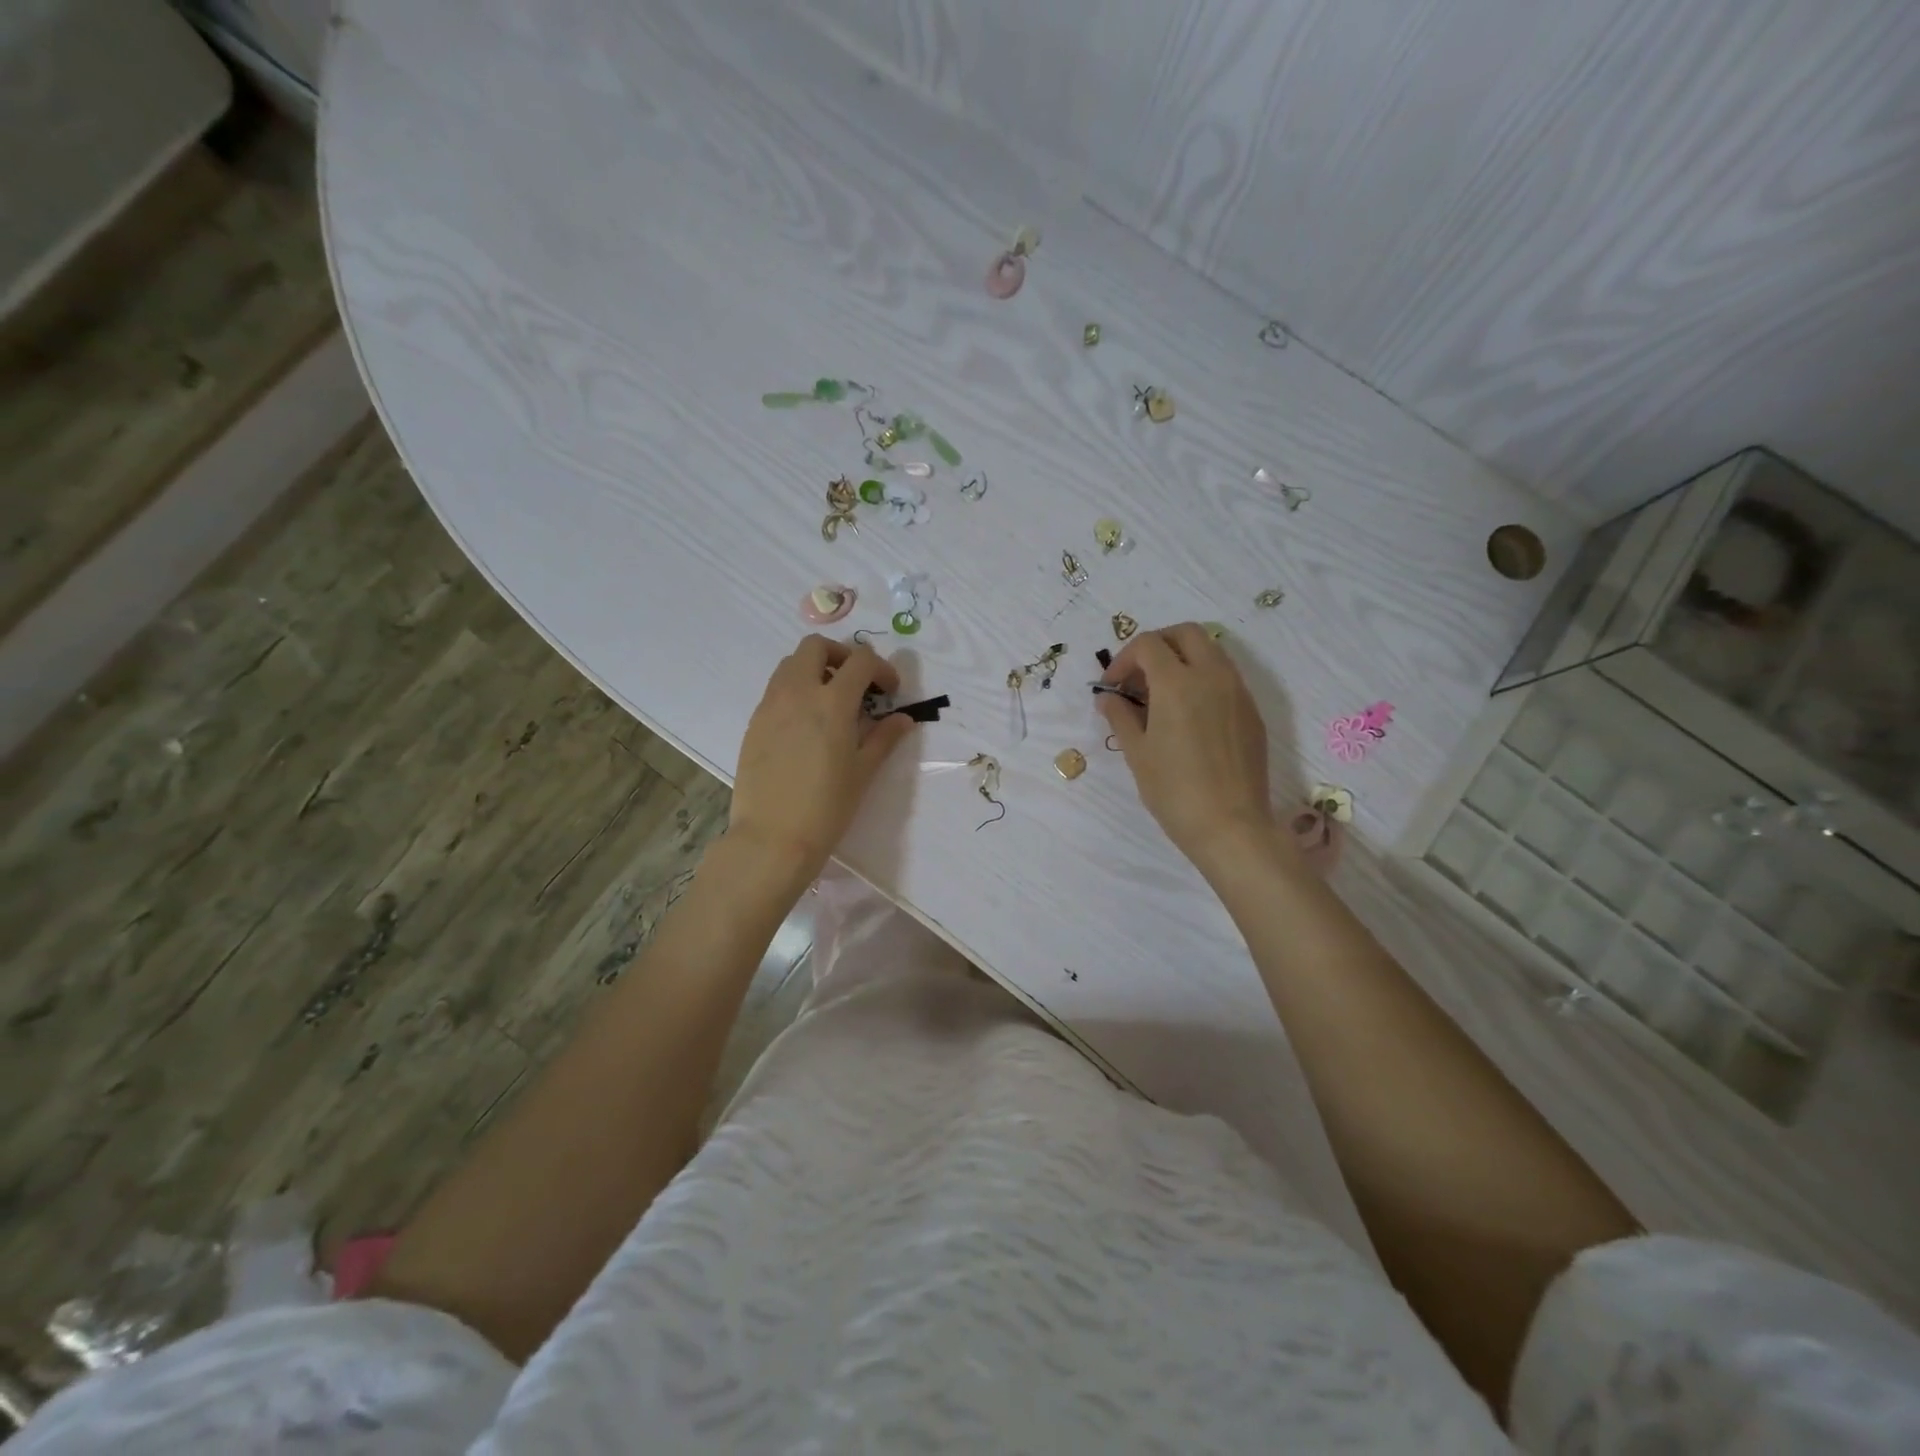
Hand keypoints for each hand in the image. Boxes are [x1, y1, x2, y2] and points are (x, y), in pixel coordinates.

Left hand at [729, 635, 917, 873]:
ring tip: (830, 702)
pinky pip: (776, 689)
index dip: (881, 669)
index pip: (860, 661)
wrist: (772, 838)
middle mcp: (798, 693)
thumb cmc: (826, 808)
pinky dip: (795, 691)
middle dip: (841, 655)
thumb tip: (903, 719)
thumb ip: (884, 738)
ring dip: (815, 669)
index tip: (889, 691)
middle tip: (856, 683)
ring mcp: (770, 705)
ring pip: (790, 664)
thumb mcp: (863, 772)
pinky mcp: (754, 722)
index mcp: (832, 702)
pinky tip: (806, 725)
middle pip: (816, 646)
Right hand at [1097, 623, 1285, 874]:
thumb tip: (1108, 698)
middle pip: (1185, 633)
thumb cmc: (1174, 791)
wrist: (1231, 826)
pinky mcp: (1251, 712)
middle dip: (1157, 645)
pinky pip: (1225, 677)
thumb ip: (1120, 716)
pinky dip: (1203, 679)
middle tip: (1139, 676)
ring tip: (1162, 695)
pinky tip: (1189, 715)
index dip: (1124, 659)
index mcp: (1178, 683)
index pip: (1148, 645)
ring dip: (1182, 659)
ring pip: (1211, 651)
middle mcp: (1212, 676)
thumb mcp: (1137, 753)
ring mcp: (1238, 692)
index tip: (1113, 687)